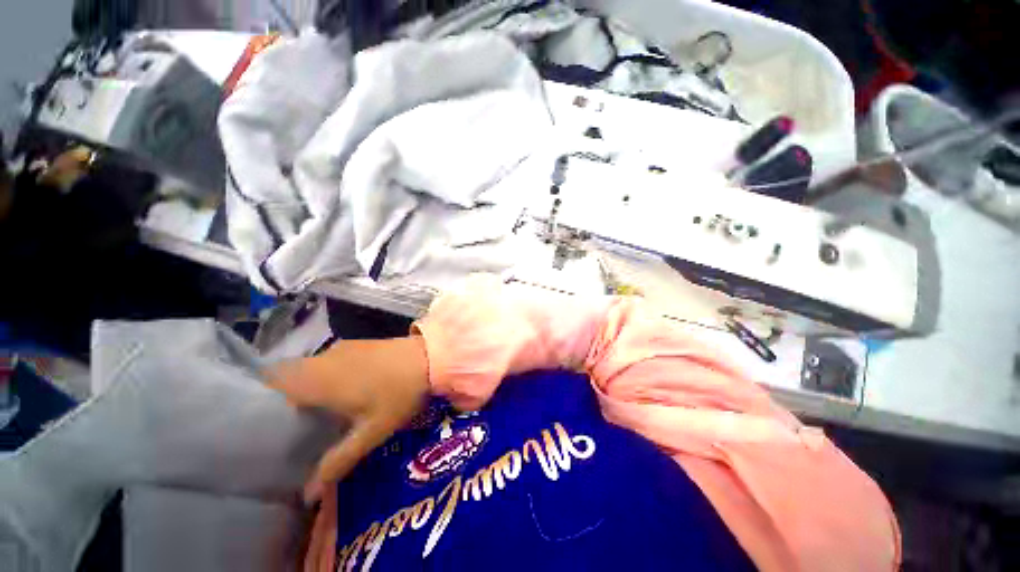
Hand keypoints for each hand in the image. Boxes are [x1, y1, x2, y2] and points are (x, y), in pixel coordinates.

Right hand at [268, 336, 429, 501]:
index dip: (260, 399)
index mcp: (318, 379)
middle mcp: (323, 359)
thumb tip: (307, 495)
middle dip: (283, 397)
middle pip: (287, 375)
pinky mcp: (357, 343)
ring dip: (305, 385)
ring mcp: (341, 348)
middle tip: (289, 424)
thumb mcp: (371, 431)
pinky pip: (328, 360)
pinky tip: (339, 390)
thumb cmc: (399, 393)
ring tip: (312, 411)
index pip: (271, 382)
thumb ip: (338, 461)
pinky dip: (324, 374)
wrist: (429, 357)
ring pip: (308, 367)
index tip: (262, 423)